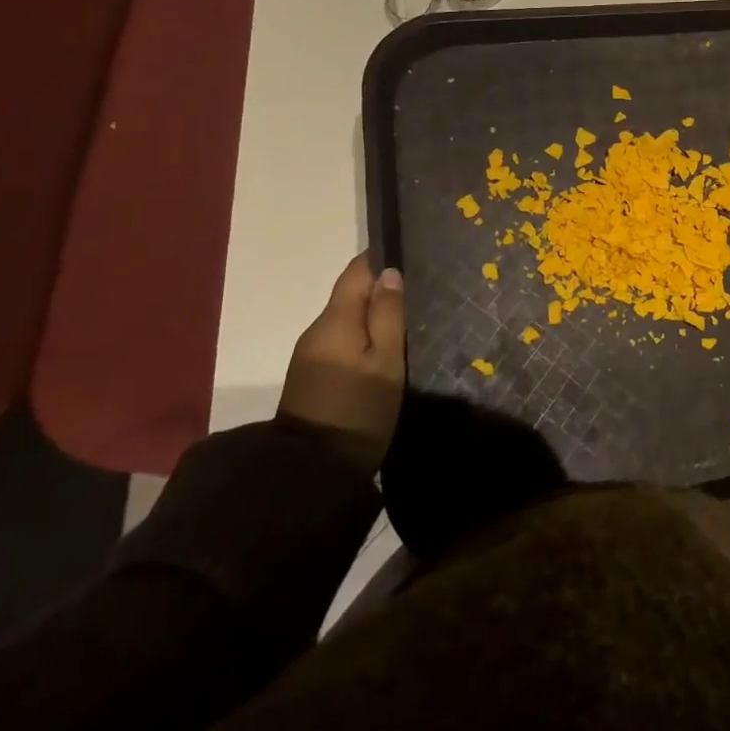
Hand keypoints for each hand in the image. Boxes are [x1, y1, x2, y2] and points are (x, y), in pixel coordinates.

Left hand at [278, 253, 405, 472]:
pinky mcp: (310, 375)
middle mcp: (317, 329)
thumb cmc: (359, 410)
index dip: (381, 259)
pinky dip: (361, 336)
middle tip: (419, 293)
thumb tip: (389, 273)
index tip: (410, 257)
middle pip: (350, 295)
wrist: (311, 473)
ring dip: (372, 315)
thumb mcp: (386, 361)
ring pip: (346, 319)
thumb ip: (389, 314)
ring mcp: (310, 354)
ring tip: (407, 320)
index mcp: (335, 320)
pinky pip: (340, 340)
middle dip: (380, 289)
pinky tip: (382, 348)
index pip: (356, 271)